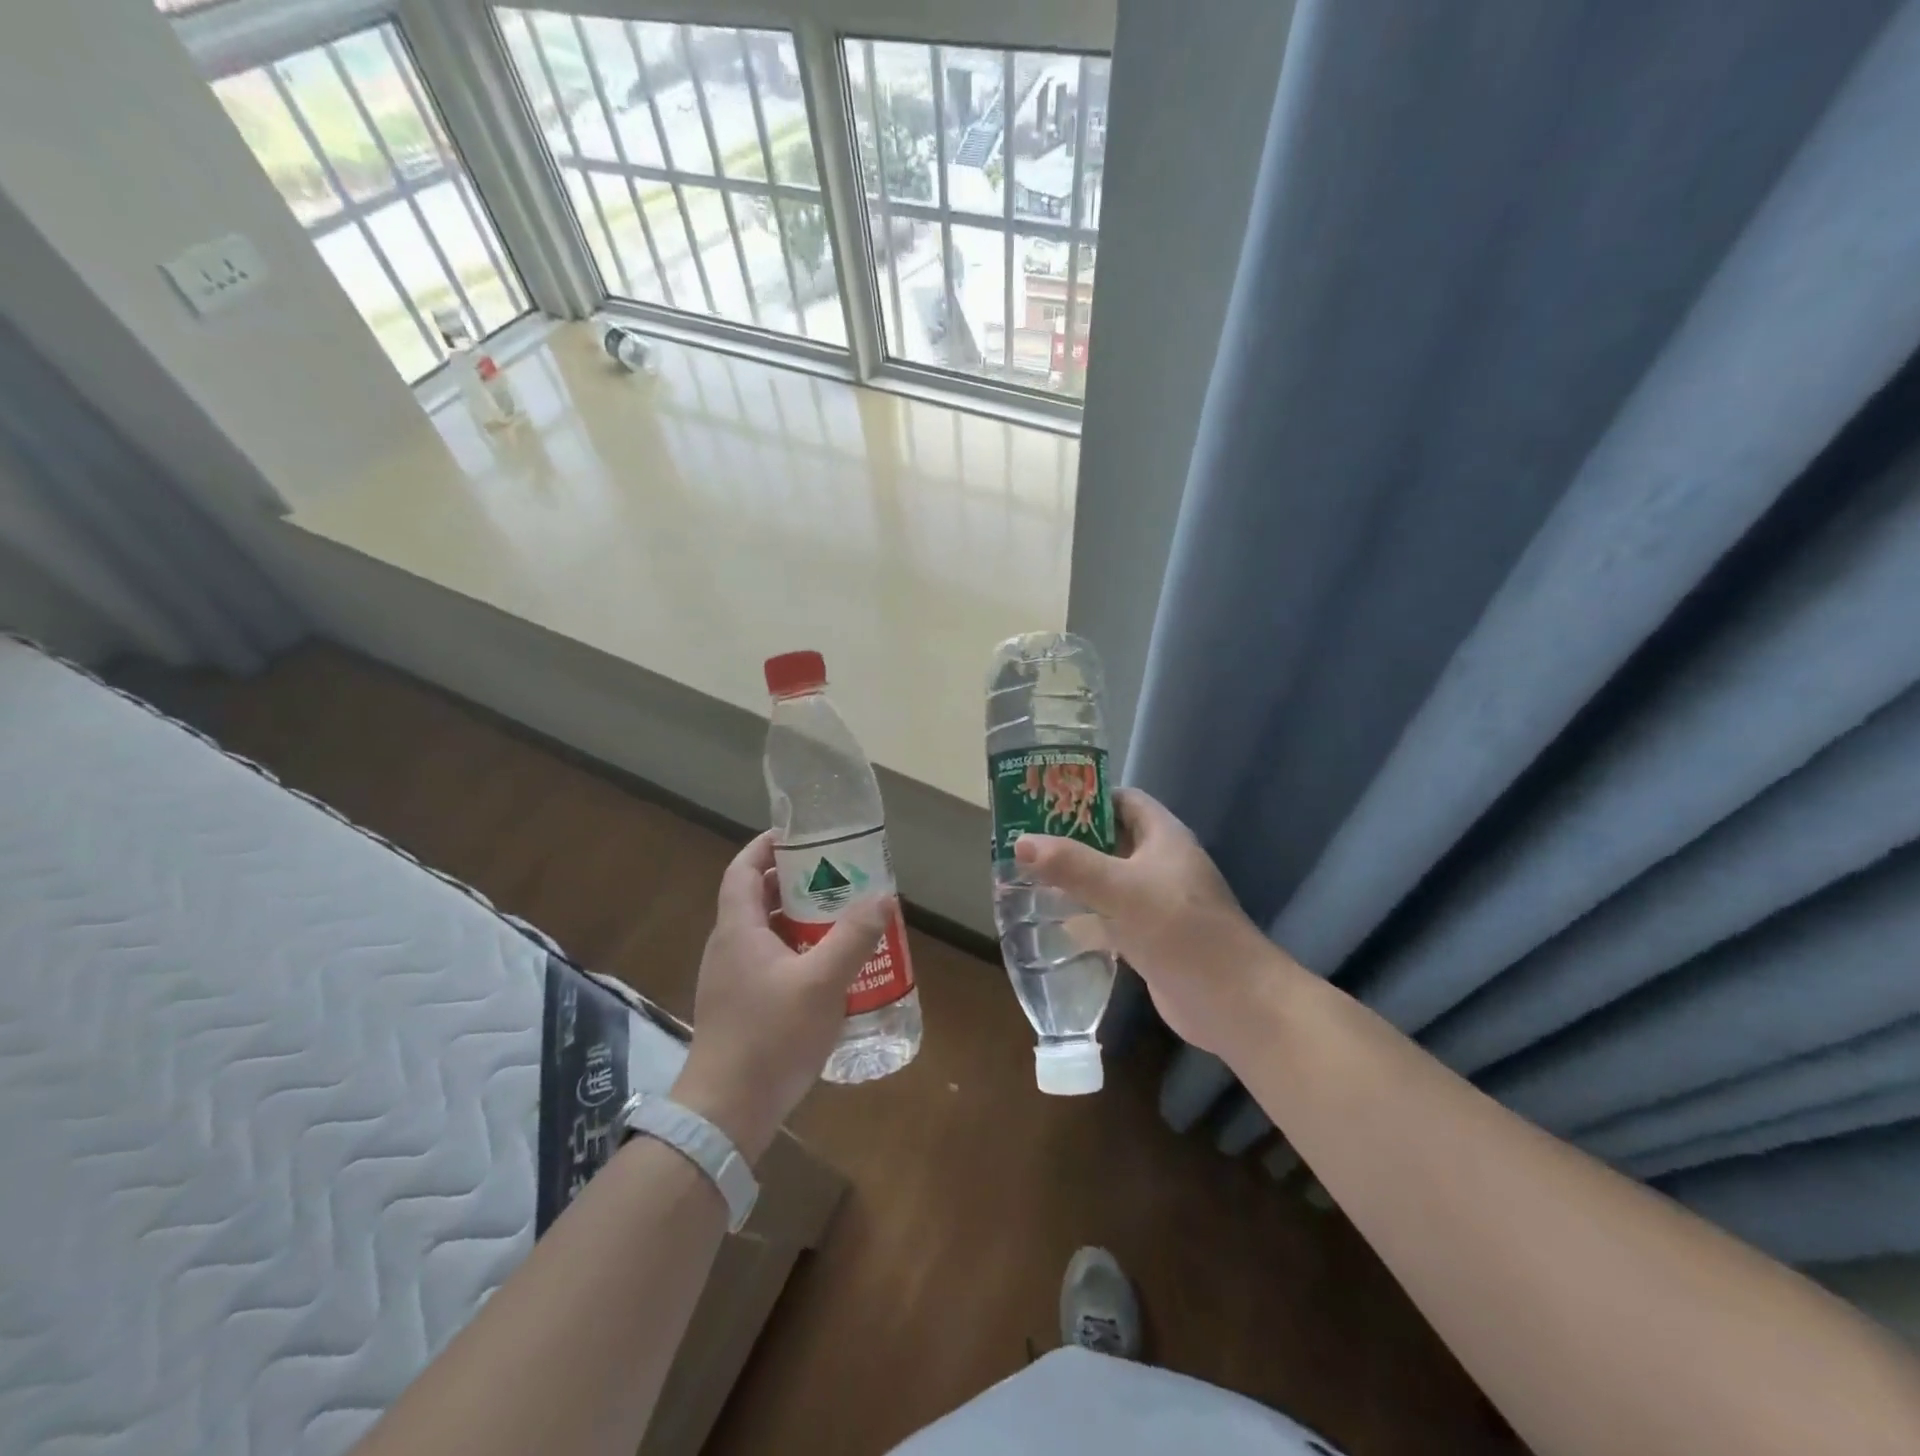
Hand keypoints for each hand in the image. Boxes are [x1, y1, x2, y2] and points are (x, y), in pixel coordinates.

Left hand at [672, 832, 892, 1162]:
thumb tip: (883, 896)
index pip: (742, 870)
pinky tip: (828, 968)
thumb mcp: (822, 983)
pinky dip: (796, 950)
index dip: (766, 846)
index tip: (799, 835)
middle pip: (756, 898)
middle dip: (794, 881)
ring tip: (840, 916)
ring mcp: (731, 979)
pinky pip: (769, 961)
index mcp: (738, 930)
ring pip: (765, 932)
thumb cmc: (770, 1037)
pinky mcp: (740, 1006)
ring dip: (798, 918)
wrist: (726, 1113)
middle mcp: (729, 947)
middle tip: (836, 875)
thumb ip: (854, 937)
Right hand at [1013, 788, 1292, 1059]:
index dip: (1087, 795)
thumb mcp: (1122, 889)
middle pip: (1110, 840)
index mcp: (1163, 836)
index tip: (1043, 800)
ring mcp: (1155, 902)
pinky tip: (1050, 921)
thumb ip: (1071, 865)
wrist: (1232, 1001)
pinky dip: (1083, 916)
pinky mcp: (1148, 937)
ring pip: (1107, 880)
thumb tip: (1020, 842)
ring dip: (1073, 878)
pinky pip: (1109, 917)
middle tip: (1025, 839)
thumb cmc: (1181, 929)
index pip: (1122, 800)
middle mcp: (1160, 863)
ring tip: (1027, 875)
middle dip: (1070, 839)